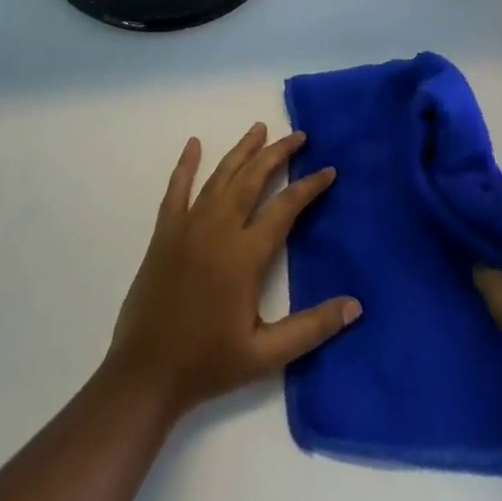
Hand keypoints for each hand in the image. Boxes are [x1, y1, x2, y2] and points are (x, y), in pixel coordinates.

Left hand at [103, 123, 361, 420]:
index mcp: (244, 255)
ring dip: (242, 150)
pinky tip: (194, 144)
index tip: (328, 170)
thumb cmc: (208, 364)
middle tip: (298, 136)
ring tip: (259, 128)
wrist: (146, 372)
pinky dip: (186, 164)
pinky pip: (177, 188)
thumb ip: (311, 328)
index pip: (285, 208)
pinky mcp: (165, 231)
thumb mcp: (266, 355)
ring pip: (220, 176)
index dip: (309, 187)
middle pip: (252, 179)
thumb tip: (355, 305)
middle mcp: (218, 229)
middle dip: (277, 153)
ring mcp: (188, 225)